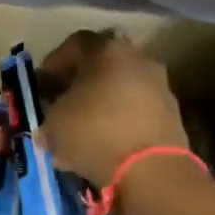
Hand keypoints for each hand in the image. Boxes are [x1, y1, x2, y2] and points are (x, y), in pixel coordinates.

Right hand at [36, 30, 187, 187]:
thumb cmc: (95, 133)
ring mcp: (159, 85)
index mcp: (106, 51)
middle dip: (79, 82)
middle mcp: (138, 59)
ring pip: (120, 87)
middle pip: (102, 64)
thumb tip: (50, 124)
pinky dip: (119, 120)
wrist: (153, 170)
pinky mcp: (172, 113)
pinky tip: (103, 143)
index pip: (75, 43)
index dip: (54, 62)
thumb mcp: (54, 123)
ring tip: (81, 128)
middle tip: (61, 102)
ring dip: (100, 102)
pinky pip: (136, 109)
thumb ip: (49, 114)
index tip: (42, 83)